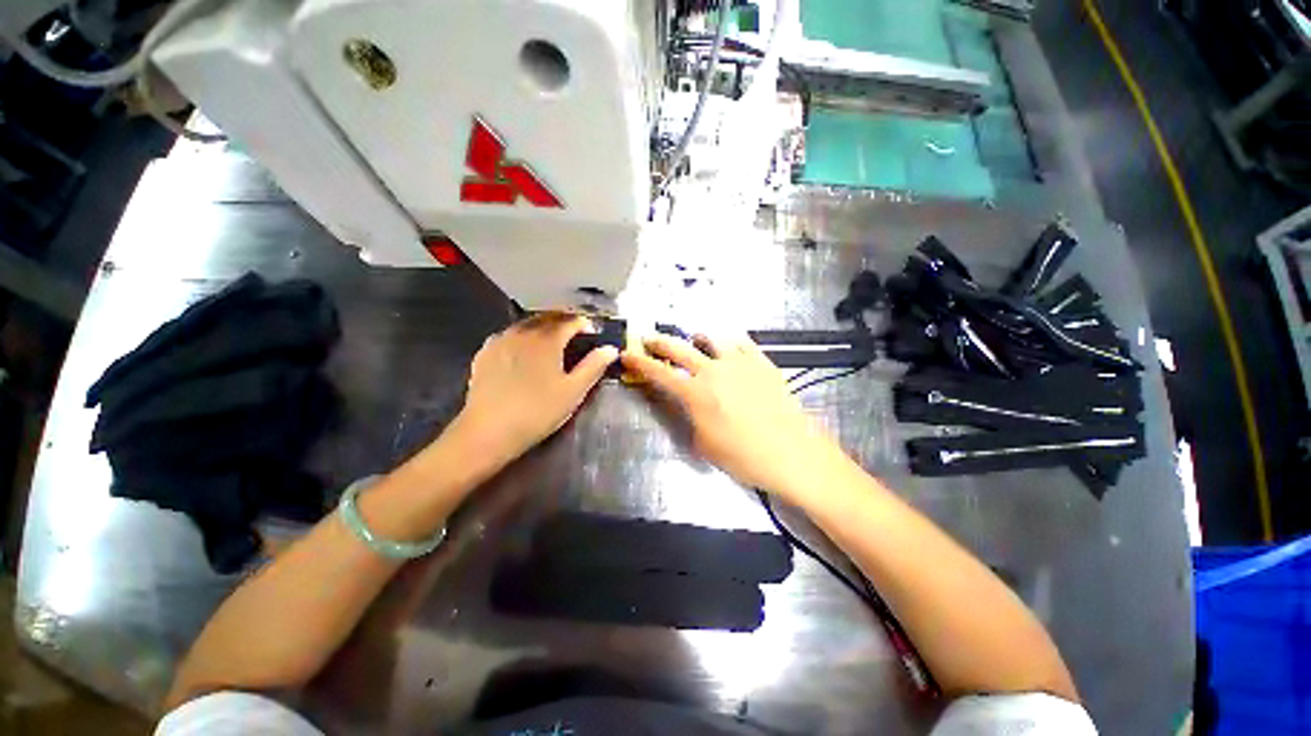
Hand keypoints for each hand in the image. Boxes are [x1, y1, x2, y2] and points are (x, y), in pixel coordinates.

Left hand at [452, 313, 617, 464]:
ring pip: (526, 324)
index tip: (593, 332)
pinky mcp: (485, 353)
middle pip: (547, 318)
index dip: (584, 324)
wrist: (488, 431)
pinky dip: (522, 336)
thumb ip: (594, 366)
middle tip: (575, 334)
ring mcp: (501, 340)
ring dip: (542, 327)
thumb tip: (610, 349)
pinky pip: (508, 335)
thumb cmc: (538, 411)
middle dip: (564, 322)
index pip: (570, 321)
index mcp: (547, 340)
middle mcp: (523, 332)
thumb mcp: (573, 391)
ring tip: (551, 340)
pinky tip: (523, 349)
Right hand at [621, 333, 841, 498]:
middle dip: (660, 342)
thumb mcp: (705, 445)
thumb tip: (691, 407)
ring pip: (712, 338)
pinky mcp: (762, 362)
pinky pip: (742, 342)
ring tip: (694, 340)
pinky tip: (728, 345)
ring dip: (697, 337)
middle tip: (649, 338)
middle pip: (680, 348)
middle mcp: (714, 370)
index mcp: (695, 393)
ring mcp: (740, 362)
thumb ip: (692, 419)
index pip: (659, 373)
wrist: (792, 453)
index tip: (627, 354)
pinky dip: (729, 340)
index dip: (640, 363)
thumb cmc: (744, 457)